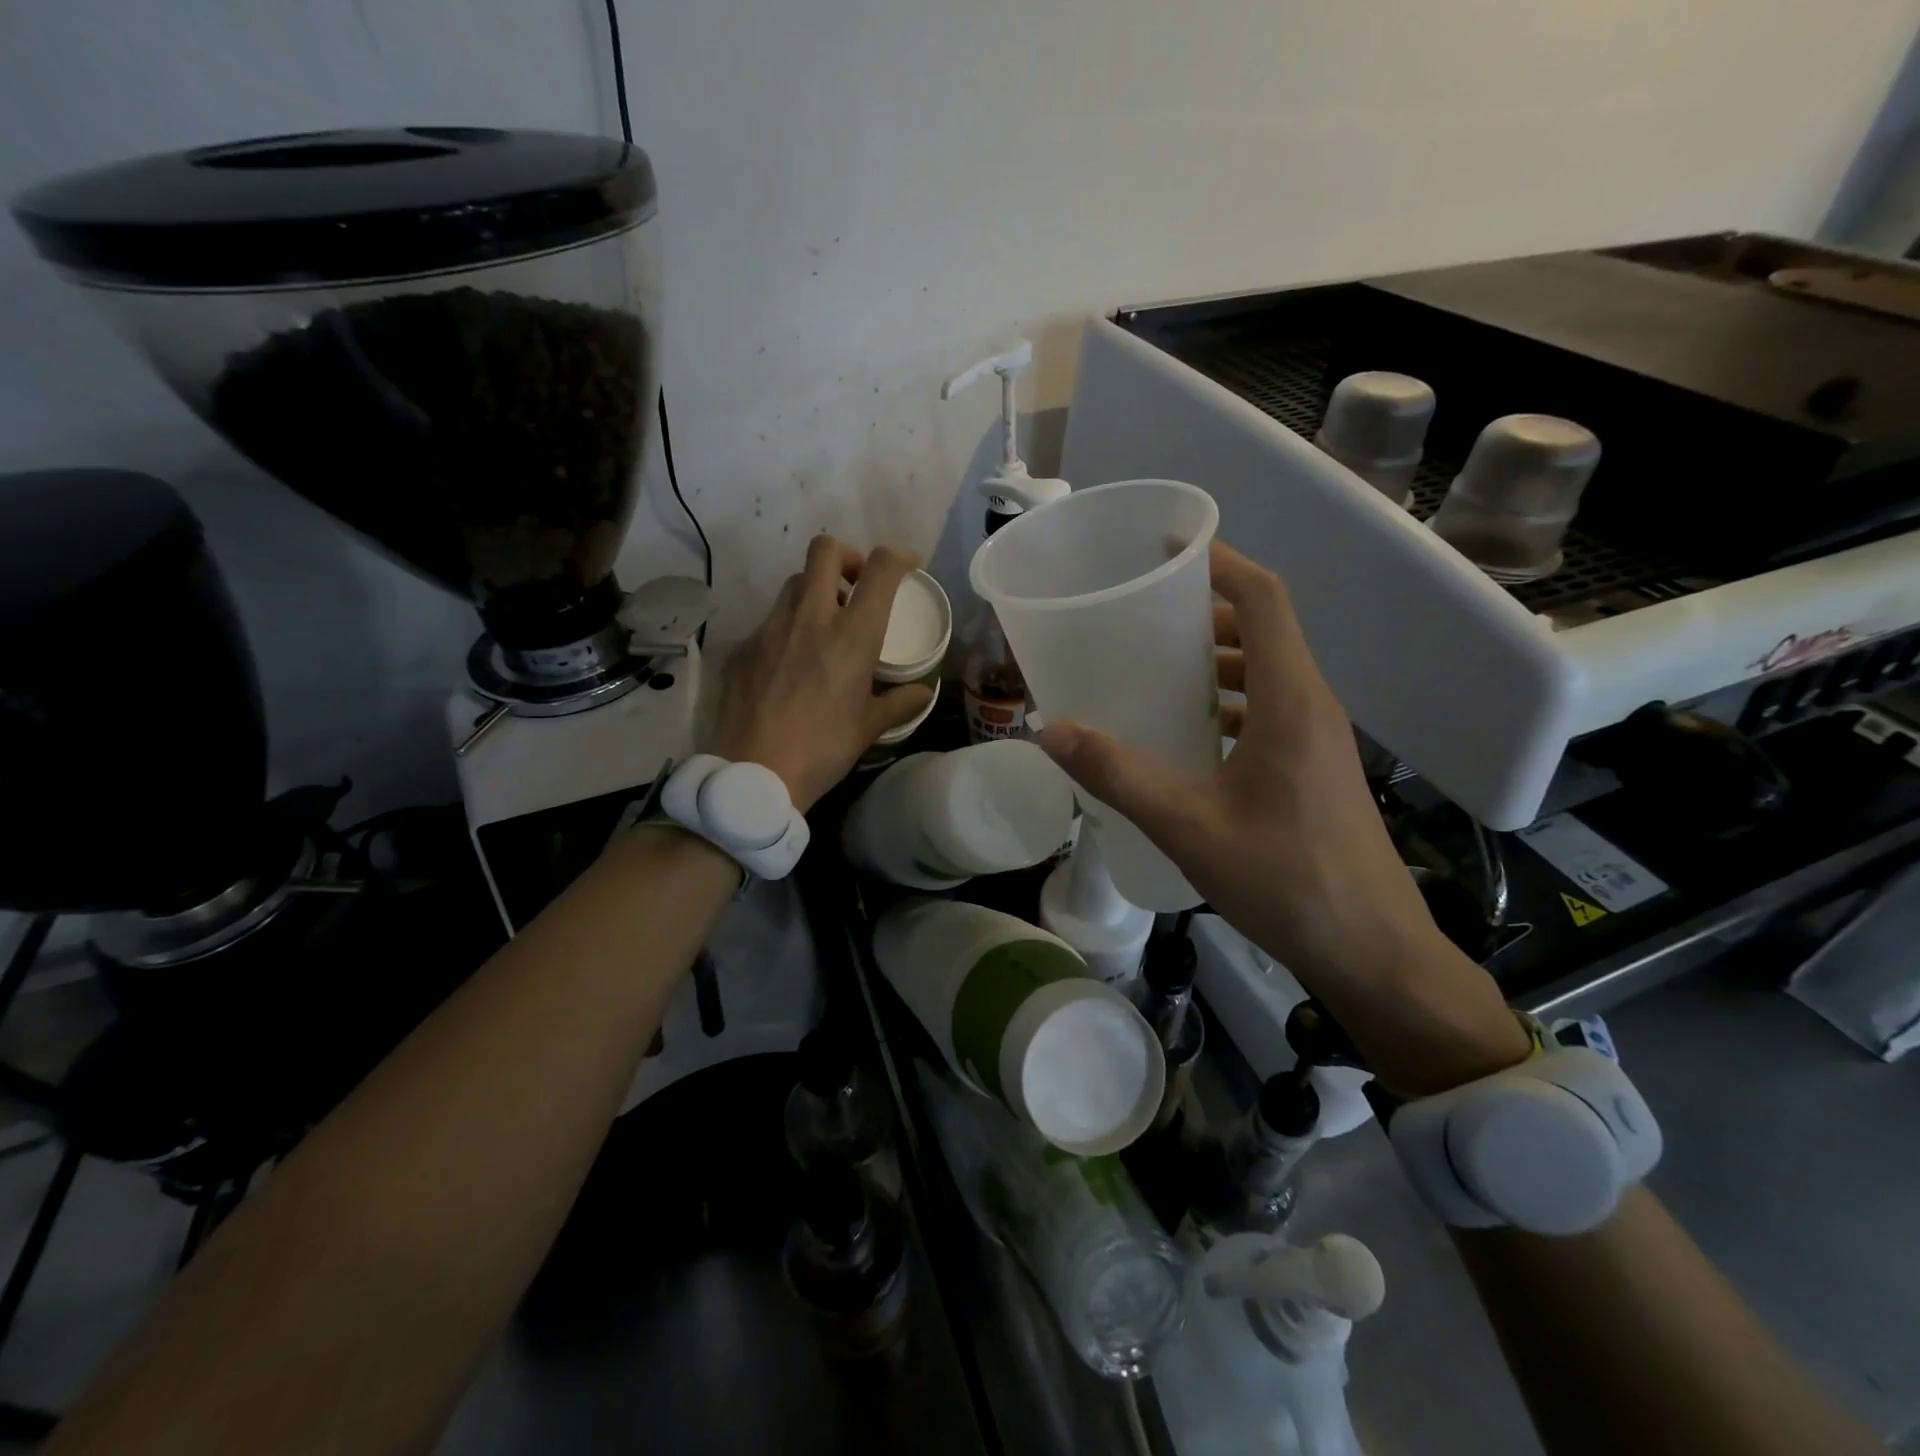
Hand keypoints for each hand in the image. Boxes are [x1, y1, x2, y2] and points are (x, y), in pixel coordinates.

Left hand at [710, 535, 934, 811]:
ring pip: (794, 583)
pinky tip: (789, 665)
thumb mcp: (870, 727)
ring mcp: (770, 628)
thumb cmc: (823, 749)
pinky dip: (787, 629)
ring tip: (823, 626)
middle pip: (825, 550)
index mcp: (853, 634)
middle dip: (847, 557)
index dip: (899, 556)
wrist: (754, 774)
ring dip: (815, 591)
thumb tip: (922, 692)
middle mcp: (811, 617)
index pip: (881, 568)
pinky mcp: (743, 647)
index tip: (907, 565)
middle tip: (856, 587)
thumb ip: (900, 702)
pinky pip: (769, 622)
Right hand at [1038, 541, 1528, 1092]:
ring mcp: (1318, 738)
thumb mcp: (1189, 826)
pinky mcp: (1314, 768)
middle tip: (1140, 614)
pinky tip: (1186, 733)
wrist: (1372, 952)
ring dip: (1216, 658)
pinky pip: (1269, 708)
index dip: (1220, 562)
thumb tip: (1050, 731)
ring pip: (1266, 671)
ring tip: (1154, 667)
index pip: (1264, 599)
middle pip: (1263, 628)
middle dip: (1204, 611)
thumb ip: (1119, 775)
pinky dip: (1227, 700)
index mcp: (1289, 700)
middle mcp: (1310, 705)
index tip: (1168, 548)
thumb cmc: (1286, 881)